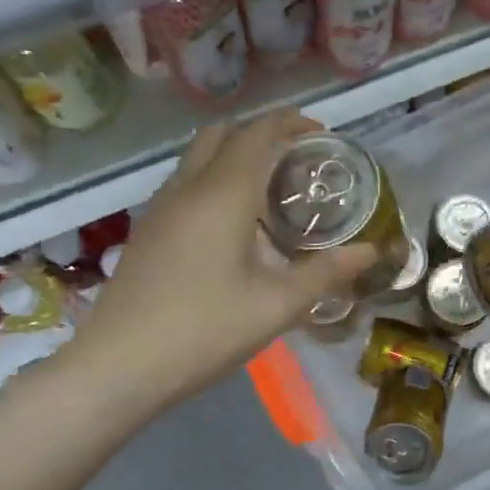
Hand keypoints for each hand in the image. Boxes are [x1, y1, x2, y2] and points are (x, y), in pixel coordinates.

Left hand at [72, 111, 376, 412]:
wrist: (119, 365)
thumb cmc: (205, 330)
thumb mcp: (278, 305)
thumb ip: (326, 273)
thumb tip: (370, 251)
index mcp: (223, 195)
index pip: (258, 133)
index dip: (291, 123)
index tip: (321, 134)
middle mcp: (188, 188)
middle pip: (223, 134)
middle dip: (261, 133)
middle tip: (296, 160)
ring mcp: (160, 208)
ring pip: (198, 157)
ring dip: (234, 155)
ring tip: (270, 190)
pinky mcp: (147, 230)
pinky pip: (185, 183)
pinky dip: (214, 179)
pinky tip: (233, 224)